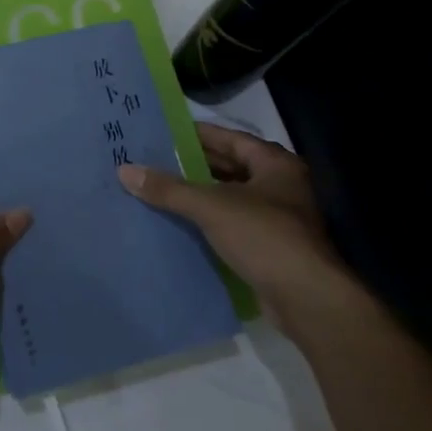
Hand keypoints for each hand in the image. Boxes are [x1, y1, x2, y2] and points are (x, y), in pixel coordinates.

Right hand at [118, 124, 349, 327]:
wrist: (306, 298)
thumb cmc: (264, 237)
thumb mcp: (211, 207)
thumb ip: (169, 188)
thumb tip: (125, 170)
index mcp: (274, 165)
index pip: (230, 138)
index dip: (197, 134)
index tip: (164, 132)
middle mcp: (279, 186)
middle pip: (230, 167)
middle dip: (194, 165)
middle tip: (154, 160)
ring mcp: (277, 218)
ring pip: (230, 198)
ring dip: (199, 195)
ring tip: (159, 190)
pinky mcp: (269, 247)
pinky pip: (231, 224)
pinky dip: (207, 222)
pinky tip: (179, 223)